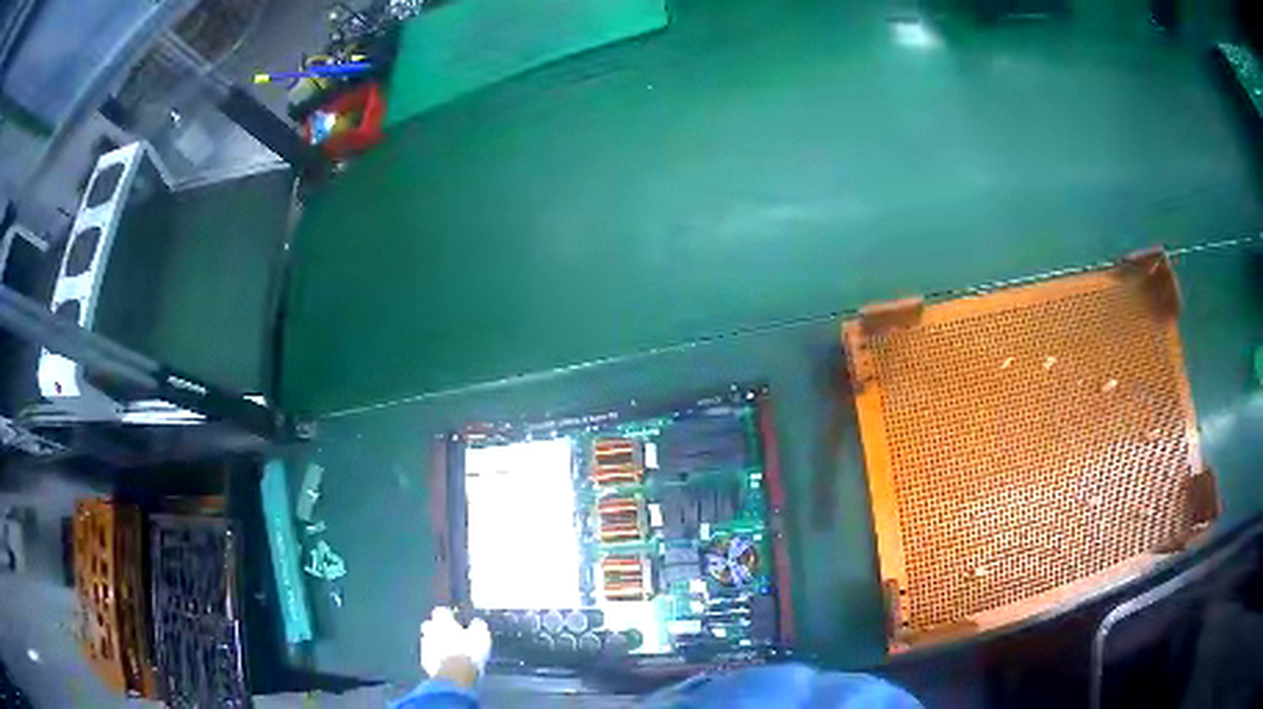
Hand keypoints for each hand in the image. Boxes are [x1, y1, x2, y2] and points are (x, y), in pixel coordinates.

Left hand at [419, 607, 491, 686]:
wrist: (454, 676)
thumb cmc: (469, 653)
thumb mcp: (481, 637)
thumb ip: (478, 627)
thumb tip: (477, 621)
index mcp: (443, 622)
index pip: (442, 611)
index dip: (448, 614)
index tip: (454, 617)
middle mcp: (431, 631)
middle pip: (430, 625)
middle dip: (437, 628)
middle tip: (449, 634)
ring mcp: (426, 647)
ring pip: (428, 640)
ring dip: (436, 643)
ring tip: (448, 651)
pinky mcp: (425, 662)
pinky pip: (429, 656)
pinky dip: (436, 657)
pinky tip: (445, 663)